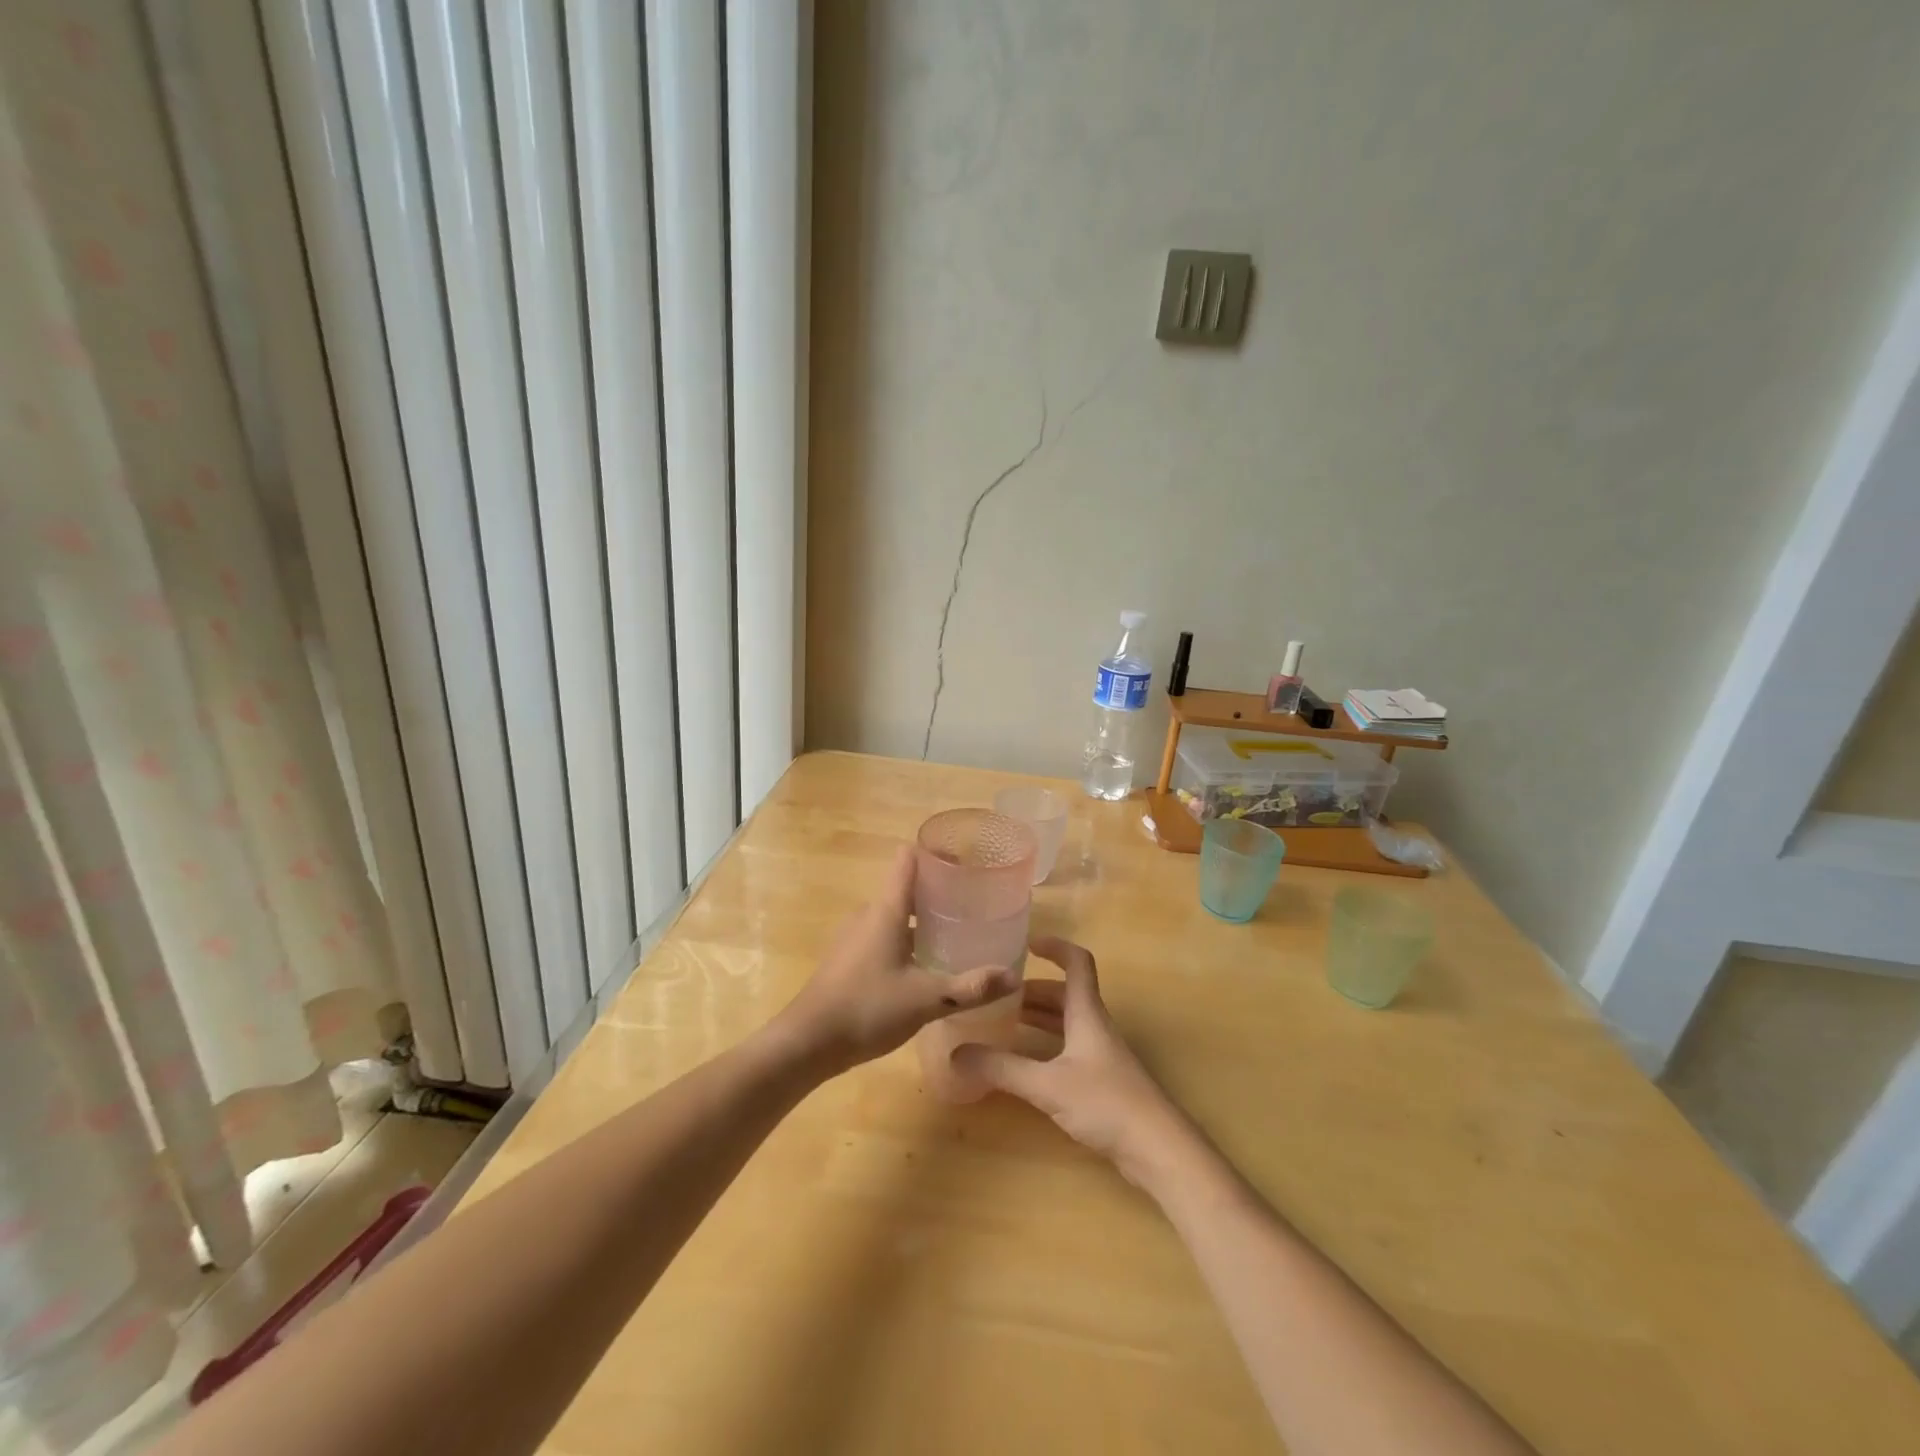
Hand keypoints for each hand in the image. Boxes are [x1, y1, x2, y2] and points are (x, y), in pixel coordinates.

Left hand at [773, 845, 1021, 1074]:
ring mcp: (855, 936)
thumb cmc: (867, 1008)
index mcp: (887, 909)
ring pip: (896, 915)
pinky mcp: (849, 958)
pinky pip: (884, 935)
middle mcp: (869, 914)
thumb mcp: (926, 999)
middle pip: (907, 887)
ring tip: (958, 934)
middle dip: (939, 892)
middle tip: (975, 904)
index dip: (935, 853)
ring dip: (924, 919)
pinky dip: (908, 940)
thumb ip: (970, 987)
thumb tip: (1014, 976)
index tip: (965, 859)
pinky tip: (926, 965)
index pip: (908, 860)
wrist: (806, 1043)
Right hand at [951, 938, 1195, 1188]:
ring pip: (1066, 1023)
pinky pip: (1068, 1049)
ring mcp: (1101, 1055)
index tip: (1026, 944)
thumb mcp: (1048, 1084)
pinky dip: (1045, 1046)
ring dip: (1038, 1018)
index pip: (1077, 963)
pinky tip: (1025, 1065)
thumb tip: (956, 1053)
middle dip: (1032, 991)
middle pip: (1065, 995)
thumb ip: (1003, 1068)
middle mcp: (1095, 1026)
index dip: (1054, 947)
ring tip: (1003, 1024)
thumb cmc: (1107, 1103)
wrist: (1159, 1149)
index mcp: (1087, 1013)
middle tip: (997, 996)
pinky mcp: (1103, 1082)